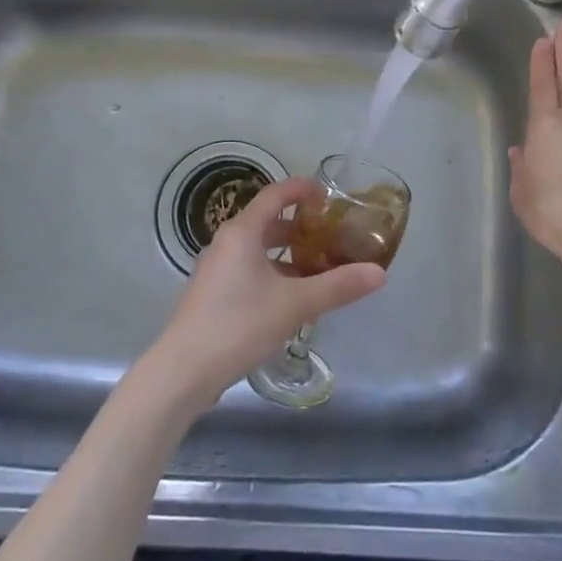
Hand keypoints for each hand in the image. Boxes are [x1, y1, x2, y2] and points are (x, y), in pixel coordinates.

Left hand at [148, 175, 385, 406]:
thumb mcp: (294, 304)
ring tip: (319, 268)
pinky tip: (292, 299)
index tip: (329, 195)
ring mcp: (216, 269)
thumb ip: (337, 286)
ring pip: (258, 249)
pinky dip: (273, 273)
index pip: (276, 194)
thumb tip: (379, 273)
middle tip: (332, 236)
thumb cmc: (238, 325)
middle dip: (301, 227)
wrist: (182, 372)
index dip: (302, 189)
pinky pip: (248, 270)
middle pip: (268, 222)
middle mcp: (226, 242)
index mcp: (242, 232)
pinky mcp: (213, 293)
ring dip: (288, 254)